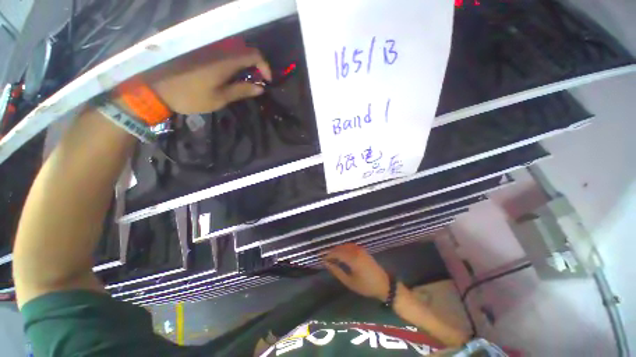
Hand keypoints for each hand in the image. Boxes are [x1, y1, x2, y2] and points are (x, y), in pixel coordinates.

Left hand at [143, 42, 271, 113]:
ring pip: (235, 53)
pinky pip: (225, 55)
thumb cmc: (191, 97)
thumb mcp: (220, 98)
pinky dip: (235, 65)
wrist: (158, 90)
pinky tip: (232, 78)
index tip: (268, 80)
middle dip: (256, 66)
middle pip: (245, 51)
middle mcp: (218, 52)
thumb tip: (260, 88)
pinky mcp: (202, 55)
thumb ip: (241, 91)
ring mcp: (209, 51)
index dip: (264, 66)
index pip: (253, 55)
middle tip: (258, 82)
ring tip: (247, 82)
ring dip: (246, 66)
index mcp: (225, 62)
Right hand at [323, 243, 389, 300]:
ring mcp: (360, 249)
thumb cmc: (366, 286)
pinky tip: (341, 255)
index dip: (327, 254)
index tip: (320, 258)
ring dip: (337, 250)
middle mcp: (355, 250)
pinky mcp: (362, 249)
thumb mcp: (349, 282)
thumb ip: (337, 271)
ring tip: (331, 257)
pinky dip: (343, 249)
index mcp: (352, 258)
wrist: (383, 284)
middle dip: (331, 252)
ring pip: (344, 246)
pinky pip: (349, 246)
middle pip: (339, 248)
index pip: (336, 253)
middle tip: (324, 258)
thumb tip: (326, 264)